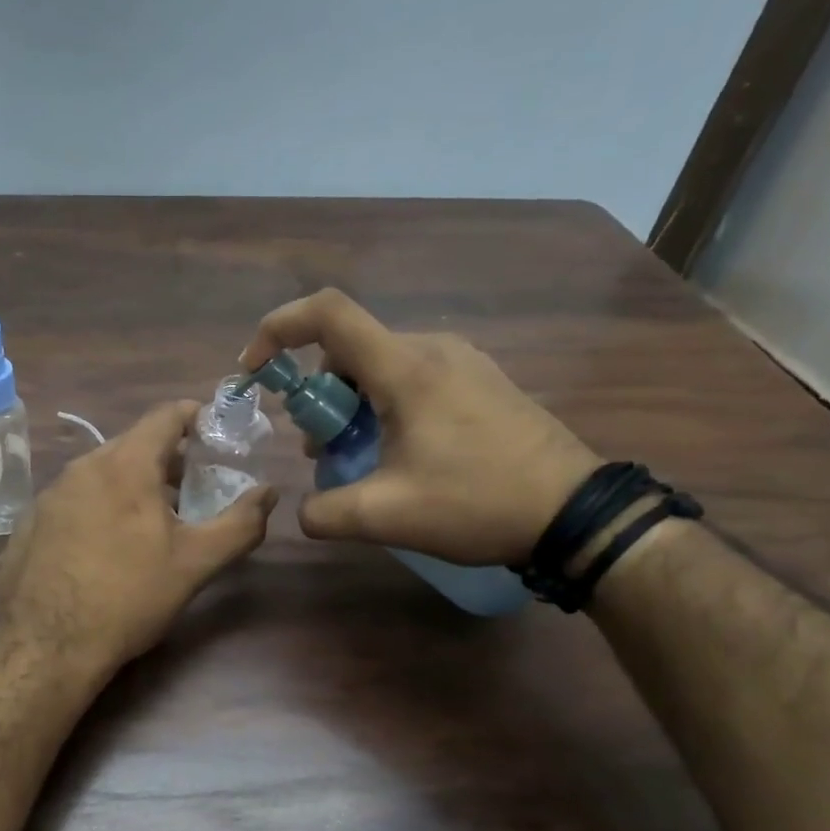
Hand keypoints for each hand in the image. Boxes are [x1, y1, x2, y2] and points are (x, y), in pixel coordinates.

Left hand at [0, 401, 276, 672]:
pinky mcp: (28, 523)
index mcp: (124, 465)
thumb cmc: (128, 598)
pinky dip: (97, 507)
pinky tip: (104, 547)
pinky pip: (73, 500)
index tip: (215, 432)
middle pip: (132, 444)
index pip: (165, 415)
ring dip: (130, 485)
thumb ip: (240, 524)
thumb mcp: (195, 564)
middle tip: (191, 489)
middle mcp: (81, 467)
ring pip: (100, 473)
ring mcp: (48, 494)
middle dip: (166, 459)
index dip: (195, 416)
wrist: (46, 646)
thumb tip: (269, 492)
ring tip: (150, 521)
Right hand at [239, 288, 598, 565]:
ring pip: (379, 366)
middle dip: (317, 395)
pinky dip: (383, 406)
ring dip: (350, 405)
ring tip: (356, 457)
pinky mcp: (480, 382)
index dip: (278, 329)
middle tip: (319, 448)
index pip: (328, 314)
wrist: (573, 512)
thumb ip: (324, 513)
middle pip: (349, 348)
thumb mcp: (386, 516)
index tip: (256, 371)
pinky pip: (411, 378)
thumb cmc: (477, 503)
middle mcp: (432, 350)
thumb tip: (304, 511)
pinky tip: (397, 454)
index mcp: (406, 368)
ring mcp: (462, 362)